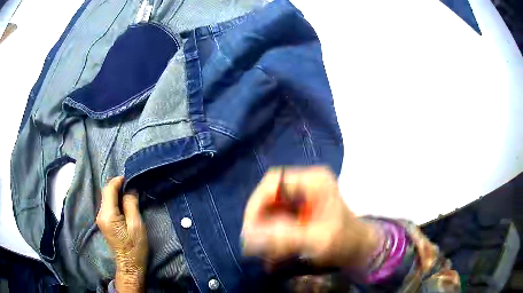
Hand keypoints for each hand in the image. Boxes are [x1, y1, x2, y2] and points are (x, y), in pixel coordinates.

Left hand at [96, 177, 147, 292]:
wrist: (129, 264)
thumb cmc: (135, 246)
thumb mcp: (136, 225)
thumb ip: (131, 204)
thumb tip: (130, 189)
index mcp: (107, 214)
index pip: (109, 189)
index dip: (118, 181)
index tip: (129, 177)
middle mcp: (100, 214)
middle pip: (106, 193)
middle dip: (117, 186)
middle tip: (131, 186)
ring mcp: (100, 219)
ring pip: (106, 199)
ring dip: (116, 194)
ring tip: (129, 194)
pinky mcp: (103, 223)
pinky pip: (107, 206)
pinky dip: (115, 201)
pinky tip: (124, 205)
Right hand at [241, 167, 378, 268]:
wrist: (359, 248)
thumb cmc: (346, 241)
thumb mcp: (317, 240)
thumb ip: (284, 238)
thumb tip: (248, 237)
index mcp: (314, 181)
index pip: (274, 181)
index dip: (256, 203)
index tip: (250, 228)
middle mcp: (305, 184)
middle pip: (269, 196)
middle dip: (259, 222)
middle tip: (253, 244)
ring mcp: (302, 198)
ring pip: (270, 211)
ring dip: (264, 233)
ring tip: (266, 255)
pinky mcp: (299, 211)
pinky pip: (276, 221)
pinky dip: (271, 239)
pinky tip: (273, 256)